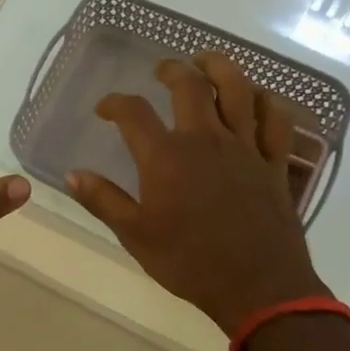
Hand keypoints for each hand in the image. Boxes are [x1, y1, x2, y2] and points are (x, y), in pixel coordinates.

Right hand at [66, 54, 328, 335]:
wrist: (258, 287)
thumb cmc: (189, 262)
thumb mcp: (136, 235)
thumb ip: (103, 200)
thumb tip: (73, 174)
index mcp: (166, 157)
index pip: (133, 113)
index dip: (115, 103)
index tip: (105, 109)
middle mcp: (205, 140)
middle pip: (190, 86)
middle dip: (172, 70)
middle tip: (162, 71)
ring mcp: (245, 148)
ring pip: (238, 90)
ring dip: (221, 68)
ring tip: (207, 62)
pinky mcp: (275, 163)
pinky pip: (276, 120)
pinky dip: (268, 101)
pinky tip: (258, 97)